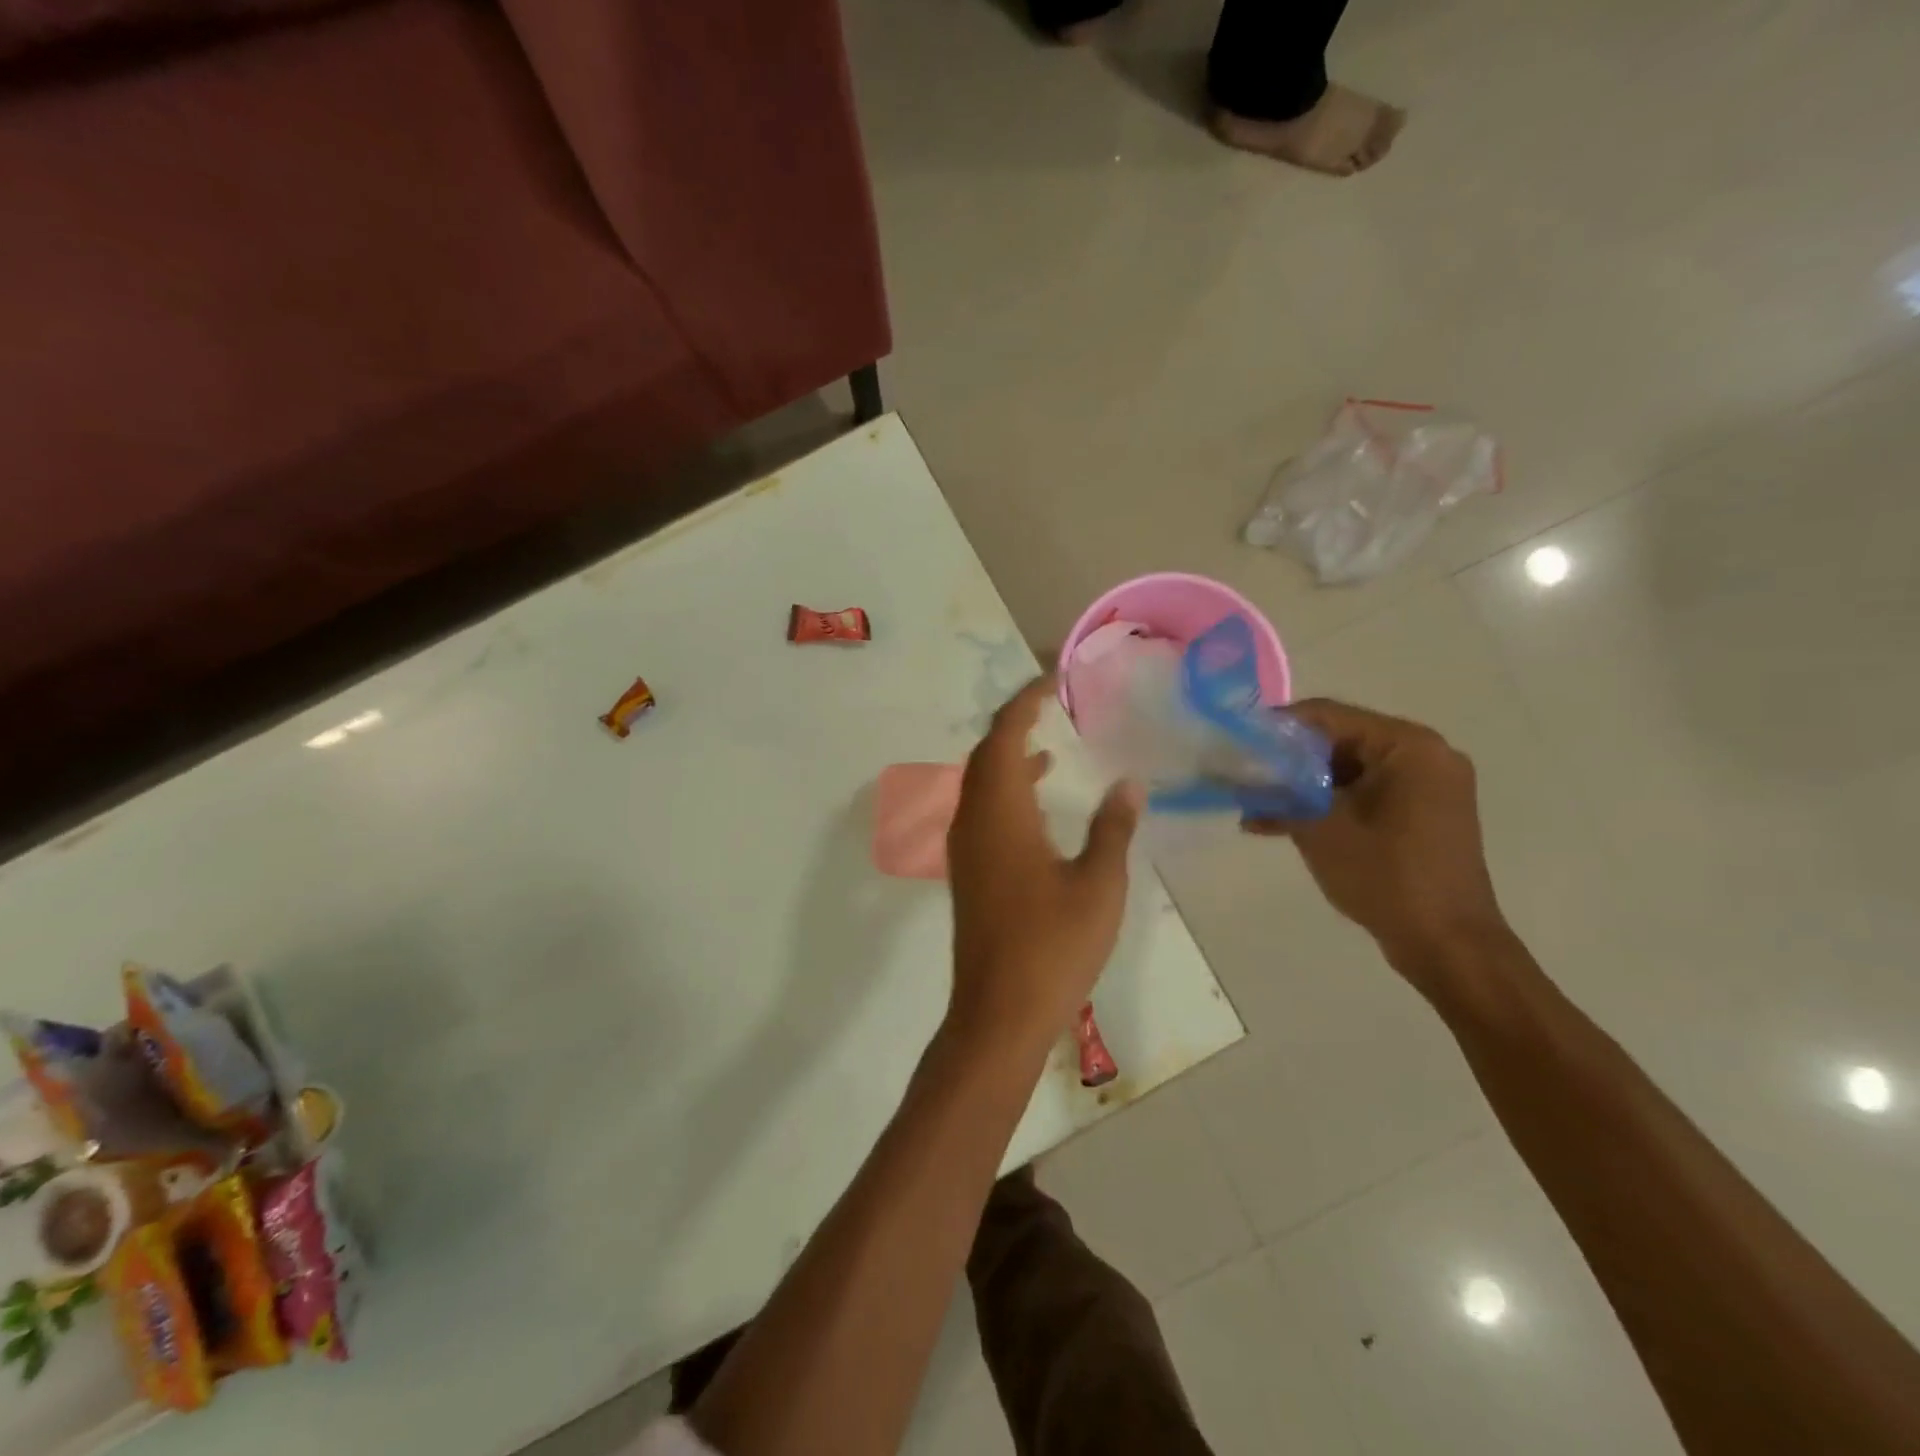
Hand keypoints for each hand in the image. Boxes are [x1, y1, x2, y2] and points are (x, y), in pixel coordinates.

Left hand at [945, 676, 1143, 1053]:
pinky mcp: (969, 873)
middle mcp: (973, 821)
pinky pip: (982, 813)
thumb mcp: (1098, 885)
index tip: (1052, 681)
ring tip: (1050, 750)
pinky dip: (1007, 794)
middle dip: (1014, 725)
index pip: (1003, 737)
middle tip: (1051, 707)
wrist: (999, 1012)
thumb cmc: (1053, 946)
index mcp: (1000, 813)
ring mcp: (965, 849)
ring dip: (1009, 760)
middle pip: (985, 755)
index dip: (1024, 702)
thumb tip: (1129, 784)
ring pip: (980, 785)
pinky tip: (1038, 808)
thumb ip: (1112, 828)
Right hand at [1244, 699, 1507, 978]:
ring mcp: (1425, 787)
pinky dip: (1326, 806)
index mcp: (1408, 746)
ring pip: (1347, 772)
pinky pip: (1363, 795)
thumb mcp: (1320, 827)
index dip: (1276, 727)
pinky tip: (1278, 824)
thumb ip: (1278, 791)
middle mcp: (1424, 755)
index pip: (1328, 716)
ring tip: (1252, 806)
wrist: (1448, 945)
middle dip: (1286, 762)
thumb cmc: (1386, 876)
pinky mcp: (1420, 815)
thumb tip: (1240, 774)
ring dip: (1300, 788)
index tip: (1236, 743)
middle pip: (1338, 741)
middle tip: (1241, 777)